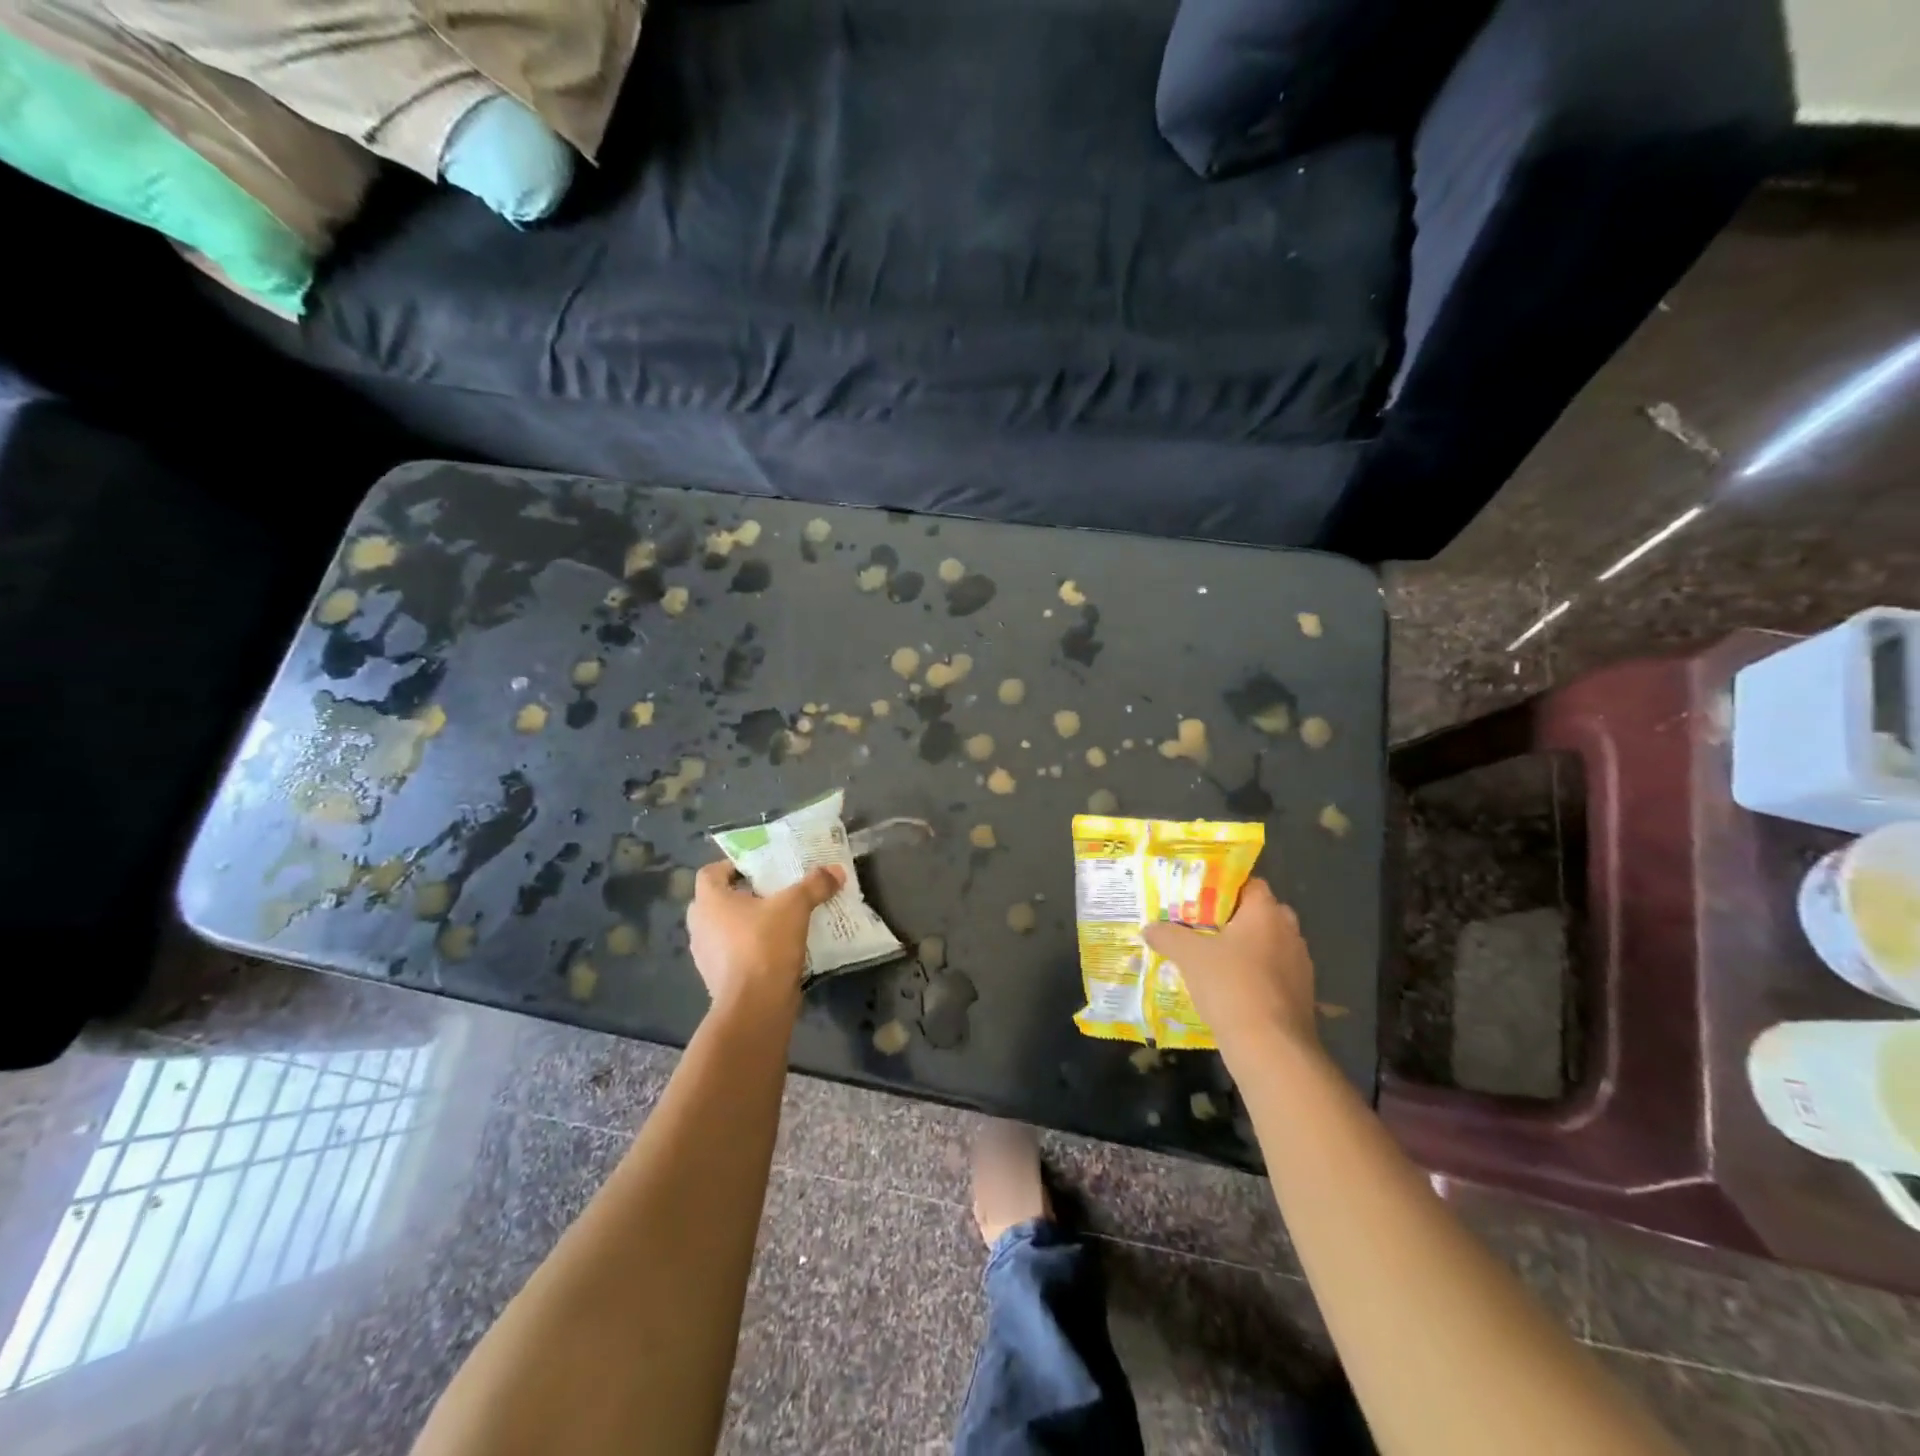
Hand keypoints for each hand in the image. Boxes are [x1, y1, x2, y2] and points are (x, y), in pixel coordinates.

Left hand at [686, 861, 843, 1015]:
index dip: (731, 867)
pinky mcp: (718, 980)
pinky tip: (776, 949)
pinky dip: (750, 949)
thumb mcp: (795, 906)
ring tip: (777, 920)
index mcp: (709, 902)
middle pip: (717, 901)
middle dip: (741, 896)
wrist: (755, 1005)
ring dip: (745, 924)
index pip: (709, 873)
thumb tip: (836, 870)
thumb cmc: (765, 945)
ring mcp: (706, 956)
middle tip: (771, 893)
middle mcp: (700, 926)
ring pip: (724, 929)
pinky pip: (733, 955)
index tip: (758, 869)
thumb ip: (814, 885)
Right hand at [1142, 879, 1317, 1055]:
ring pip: (1268, 945)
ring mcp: (1300, 965)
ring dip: (1245, 949)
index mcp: (1266, 913)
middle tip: (1202, 927)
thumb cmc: (1230, 986)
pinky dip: (1254, 975)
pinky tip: (1230, 988)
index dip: (1224, 888)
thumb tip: (1149, 928)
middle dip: (1233, 919)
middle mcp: (1290, 932)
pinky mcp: (1302, 995)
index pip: (1250, 884)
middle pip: (1260, 914)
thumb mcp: (1189, 956)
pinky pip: (1273, 973)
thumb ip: (1168, 936)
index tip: (1199, 898)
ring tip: (1212, 959)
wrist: (1271, 1048)